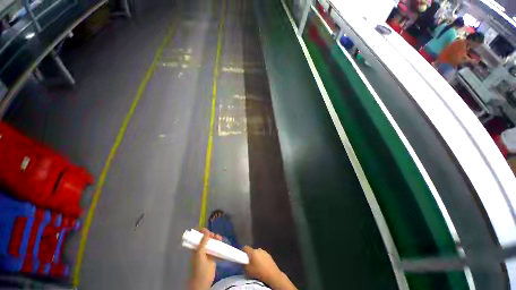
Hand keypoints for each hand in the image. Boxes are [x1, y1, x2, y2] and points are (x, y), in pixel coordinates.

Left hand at [188, 228, 222, 289]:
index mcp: (196, 247)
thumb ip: (203, 243)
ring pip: (212, 242)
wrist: (203, 281)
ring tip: (220, 238)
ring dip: (216, 238)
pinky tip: (222, 242)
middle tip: (215, 236)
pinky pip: (216, 247)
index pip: (198, 236)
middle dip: (211, 235)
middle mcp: (201, 248)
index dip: (203, 232)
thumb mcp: (199, 254)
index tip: (208, 231)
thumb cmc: (199, 267)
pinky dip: (219, 244)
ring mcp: (207, 252)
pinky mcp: (213, 256)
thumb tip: (207, 232)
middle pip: (207, 238)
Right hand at [242, 246, 296, 289]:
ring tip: (256, 265)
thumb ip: (244, 265)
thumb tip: (243, 262)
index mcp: (253, 251)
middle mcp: (258, 249)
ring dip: (256, 257)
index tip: (242, 256)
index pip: (245, 247)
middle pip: (252, 251)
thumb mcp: (248, 270)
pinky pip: (262, 255)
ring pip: (257, 253)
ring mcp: (264, 251)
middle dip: (250, 256)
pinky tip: (262, 266)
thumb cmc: (258, 272)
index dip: (242, 251)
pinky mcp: (269, 255)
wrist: (272, 275)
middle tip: (249, 263)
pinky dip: (261, 259)